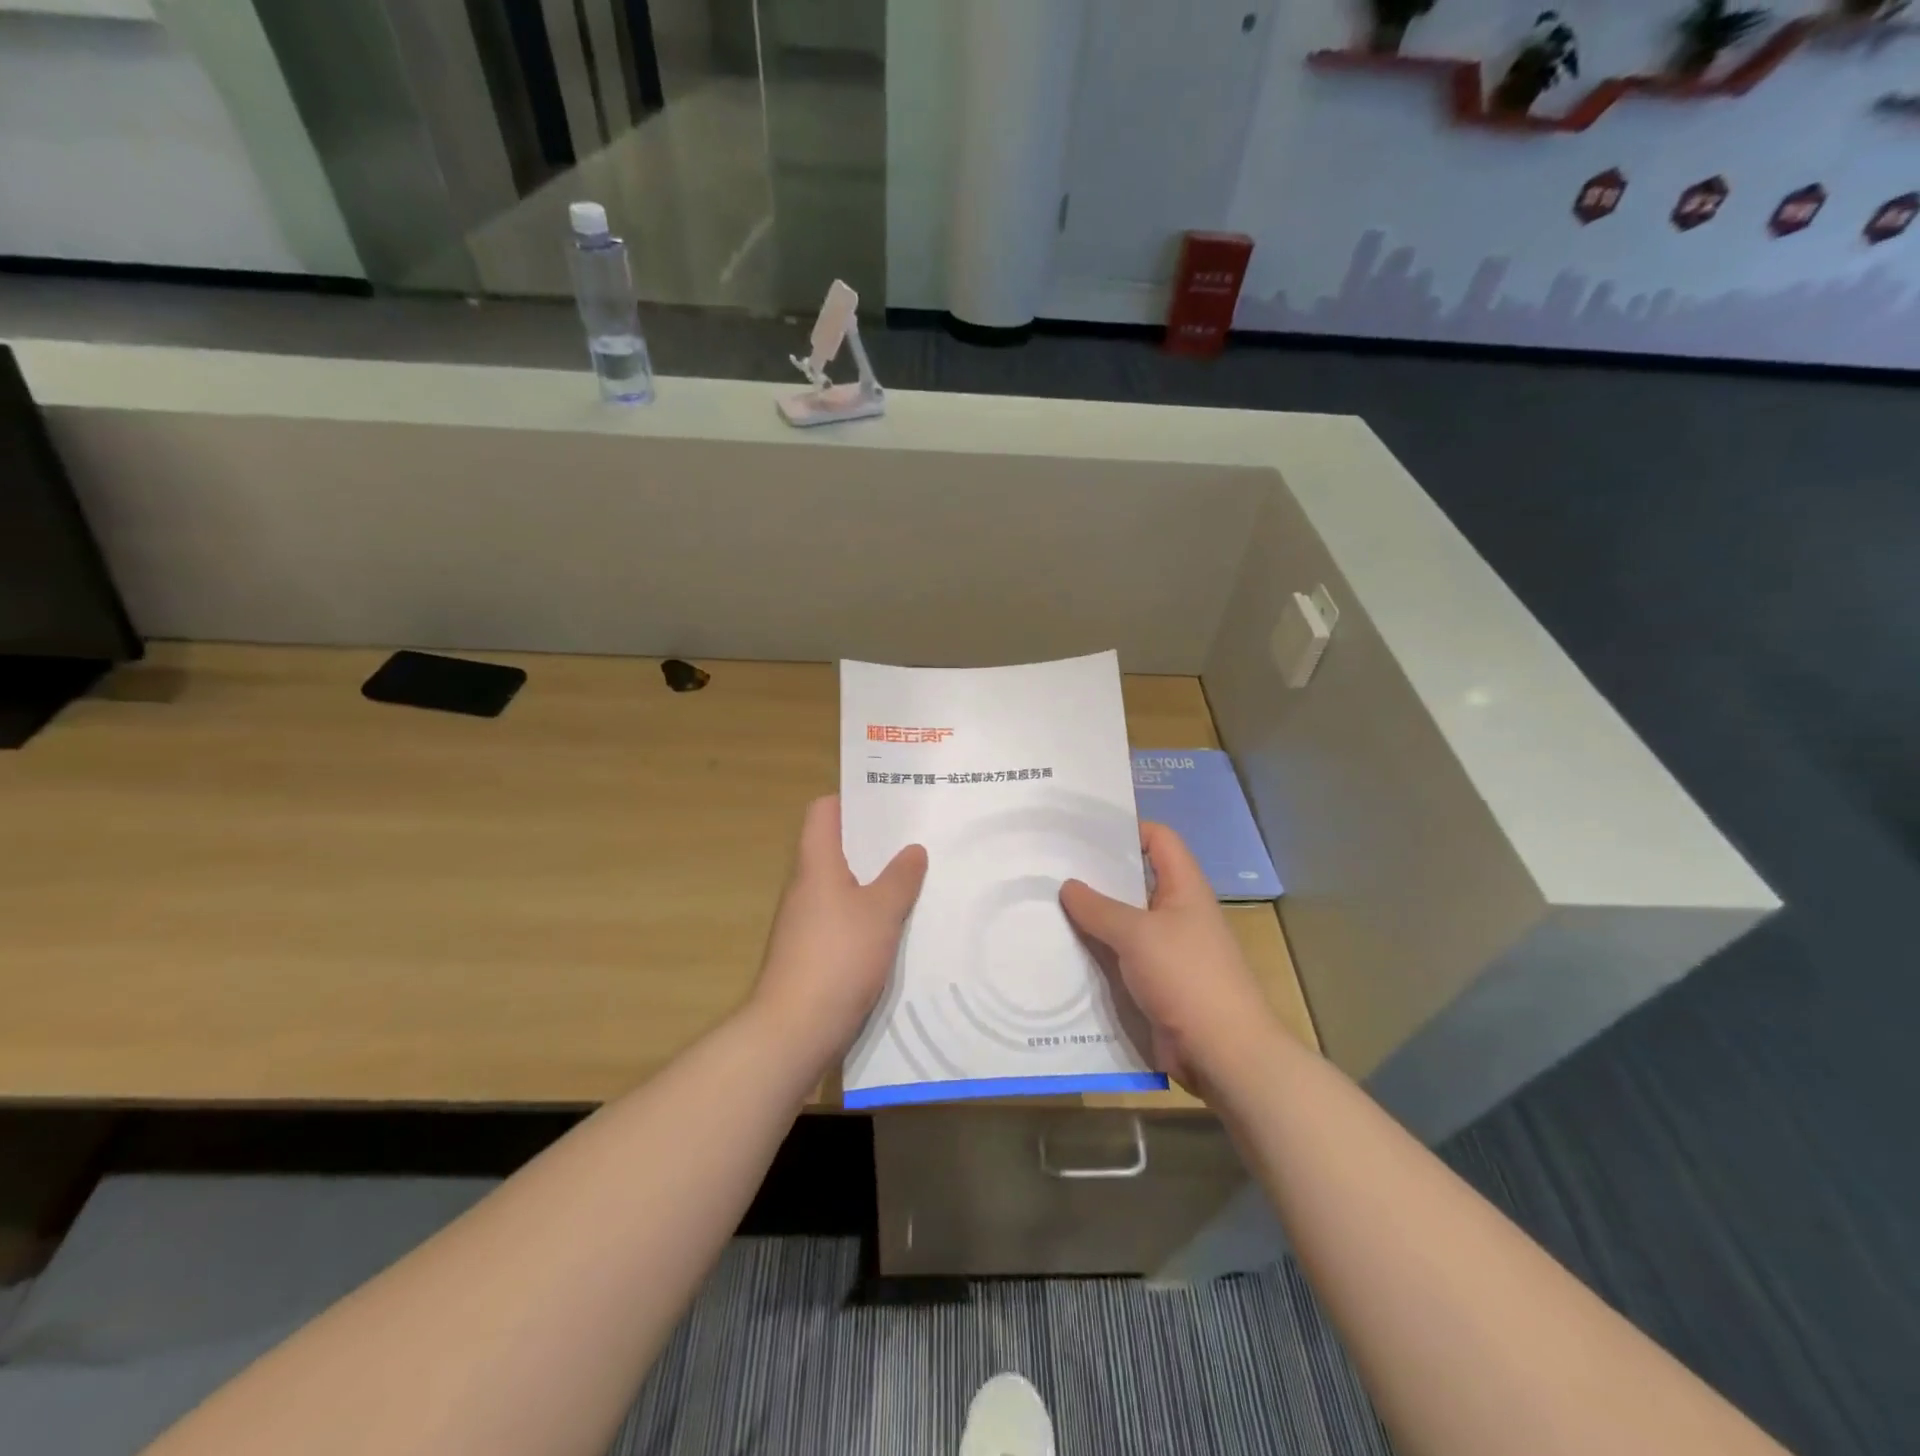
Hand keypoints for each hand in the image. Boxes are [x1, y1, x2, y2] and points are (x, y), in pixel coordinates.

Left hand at [750, 796, 927, 1072]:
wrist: (795, 1029)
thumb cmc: (838, 957)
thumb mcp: (881, 912)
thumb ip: (900, 878)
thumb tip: (913, 850)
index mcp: (816, 864)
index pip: (823, 812)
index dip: (851, 800)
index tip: (889, 802)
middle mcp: (806, 887)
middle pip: (836, 848)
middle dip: (875, 842)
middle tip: (917, 838)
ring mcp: (806, 921)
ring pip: (844, 885)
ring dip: (875, 880)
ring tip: (916, 878)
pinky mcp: (812, 952)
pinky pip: (844, 918)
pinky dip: (868, 914)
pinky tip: (898, 926)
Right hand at [1060, 822, 1273, 1087]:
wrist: (1223, 1053)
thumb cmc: (1187, 977)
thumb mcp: (1138, 935)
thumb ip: (1099, 908)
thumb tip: (1068, 886)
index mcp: (1184, 888)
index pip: (1159, 839)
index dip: (1127, 827)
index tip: (1083, 828)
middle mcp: (1176, 912)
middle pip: (1135, 880)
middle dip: (1097, 874)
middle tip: (1050, 865)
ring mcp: (1166, 949)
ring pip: (1123, 921)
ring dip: (1091, 917)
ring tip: (1045, 904)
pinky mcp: (1155, 982)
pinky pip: (1120, 957)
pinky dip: (1095, 952)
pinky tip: (1060, 949)